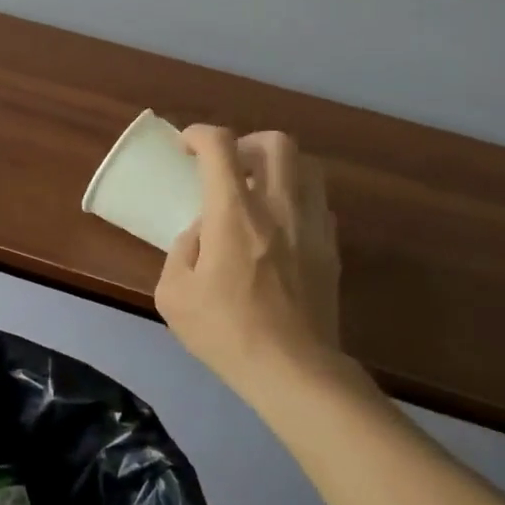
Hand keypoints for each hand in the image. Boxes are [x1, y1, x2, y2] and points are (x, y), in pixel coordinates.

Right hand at [156, 126, 344, 392]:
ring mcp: (312, 225)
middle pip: (276, 143)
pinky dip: (297, 198)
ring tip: (258, 190)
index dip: (200, 134)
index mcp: (235, 214)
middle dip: (247, 143)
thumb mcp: (173, 295)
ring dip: (278, 167)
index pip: (221, 146)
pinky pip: (318, 202)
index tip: (186, 147)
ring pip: (307, 166)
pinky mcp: (331, 248)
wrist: (294, 370)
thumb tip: (201, 233)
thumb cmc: (226, 332)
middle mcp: (279, 207)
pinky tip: (280, 225)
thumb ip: (181, 250)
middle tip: (229, 166)